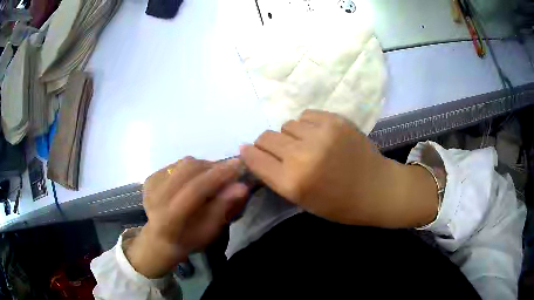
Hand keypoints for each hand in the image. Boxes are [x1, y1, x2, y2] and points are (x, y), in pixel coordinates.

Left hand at [126, 157, 248, 277]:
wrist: (161, 237)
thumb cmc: (189, 238)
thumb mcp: (209, 230)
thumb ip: (223, 207)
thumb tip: (242, 186)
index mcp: (170, 217)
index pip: (195, 190)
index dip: (217, 176)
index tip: (238, 165)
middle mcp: (156, 197)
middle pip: (188, 170)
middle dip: (212, 167)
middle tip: (229, 170)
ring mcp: (151, 185)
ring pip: (182, 164)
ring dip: (202, 166)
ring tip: (213, 175)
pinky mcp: (150, 177)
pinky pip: (176, 164)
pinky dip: (191, 168)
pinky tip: (195, 179)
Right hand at [240, 110, 438, 227]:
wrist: (377, 189)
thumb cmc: (339, 204)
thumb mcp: (301, 200)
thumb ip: (276, 177)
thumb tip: (253, 153)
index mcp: (292, 183)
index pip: (255, 158)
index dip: (249, 154)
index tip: (248, 151)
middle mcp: (302, 156)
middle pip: (266, 137)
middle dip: (267, 145)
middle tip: (282, 152)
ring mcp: (320, 134)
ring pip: (286, 124)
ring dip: (290, 135)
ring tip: (306, 145)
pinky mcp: (335, 120)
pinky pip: (305, 115)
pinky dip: (306, 125)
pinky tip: (319, 136)